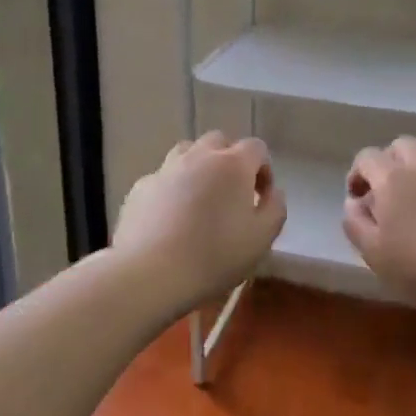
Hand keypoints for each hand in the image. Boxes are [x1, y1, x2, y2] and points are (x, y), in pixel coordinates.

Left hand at [114, 132, 285, 307]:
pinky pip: (162, 178)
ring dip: (198, 167)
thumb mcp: (262, 238)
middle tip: (231, 194)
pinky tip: (170, 216)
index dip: (263, 169)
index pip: (256, 147)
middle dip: (230, 161)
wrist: (151, 273)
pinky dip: (171, 188)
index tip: (261, 197)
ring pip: (186, 153)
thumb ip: (275, 208)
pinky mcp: (140, 187)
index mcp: (233, 164)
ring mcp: (165, 169)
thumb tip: (272, 192)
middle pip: (219, 141)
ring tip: (199, 199)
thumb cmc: (214, 256)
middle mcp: (198, 156)